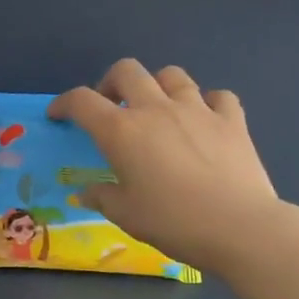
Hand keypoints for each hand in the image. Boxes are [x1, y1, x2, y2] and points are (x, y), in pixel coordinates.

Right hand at [48, 59, 280, 272]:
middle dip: (111, 82)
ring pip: (172, 75)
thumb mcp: (127, 215)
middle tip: (111, 106)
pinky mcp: (231, 120)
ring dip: (158, 86)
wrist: (239, 227)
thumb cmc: (173, 222)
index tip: (59, 115)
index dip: (64, 103)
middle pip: (126, 71)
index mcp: (122, 131)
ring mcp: (197, 109)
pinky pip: (217, 96)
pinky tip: (205, 120)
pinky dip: (207, 103)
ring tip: (158, 108)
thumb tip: (85, 192)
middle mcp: (156, 109)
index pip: (82, 101)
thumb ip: (102, 197)